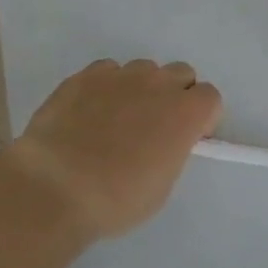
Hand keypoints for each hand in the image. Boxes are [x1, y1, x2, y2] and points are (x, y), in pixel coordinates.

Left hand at [5, 59, 221, 242]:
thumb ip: (172, 149)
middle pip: (181, 73)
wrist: (57, 185)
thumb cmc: (117, 198)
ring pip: (143, 69)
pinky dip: (107, 87)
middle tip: (155, 126)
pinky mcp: (86, 74)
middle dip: (175, 95)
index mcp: (185, 112)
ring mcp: (120, 74)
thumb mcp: (161, 184)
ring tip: (117, 119)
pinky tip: (90, 113)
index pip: (210, 97)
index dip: (202, 117)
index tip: (187, 137)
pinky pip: (108, 71)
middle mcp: (157, 83)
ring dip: (141, 88)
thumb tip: (163, 139)